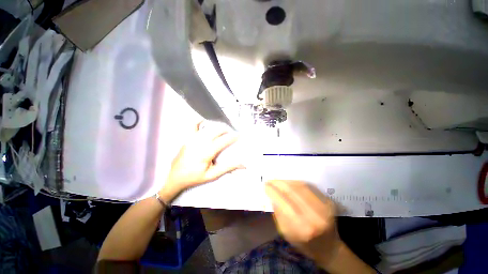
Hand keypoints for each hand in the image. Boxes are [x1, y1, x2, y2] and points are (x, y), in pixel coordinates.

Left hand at [160, 121, 243, 201]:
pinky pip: (193, 126)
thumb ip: (227, 168)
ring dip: (218, 126)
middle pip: (216, 131)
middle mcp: (199, 142)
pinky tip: (205, 120)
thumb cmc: (195, 177)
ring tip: (225, 127)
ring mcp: (192, 139)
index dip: (233, 137)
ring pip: (208, 128)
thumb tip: (242, 164)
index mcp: (206, 152)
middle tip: (233, 131)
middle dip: (226, 129)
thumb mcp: (212, 175)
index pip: (223, 141)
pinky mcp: (187, 138)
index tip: (240, 135)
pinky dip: (199, 121)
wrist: (175, 177)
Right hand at [265, 180, 341, 267]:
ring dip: (287, 181)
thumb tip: (272, 195)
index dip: (272, 191)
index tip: (265, 185)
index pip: (283, 203)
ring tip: (279, 180)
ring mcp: (324, 207)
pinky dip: (296, 183)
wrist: (329, 248)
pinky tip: (290, 183)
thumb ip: (278, 213)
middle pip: (292, 191)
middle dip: (278, 183)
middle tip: (271, 180)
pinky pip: (309, 186)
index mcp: (302, 228)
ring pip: (300, 186)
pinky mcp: (328, 201)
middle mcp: (315, 216)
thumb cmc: (304, 243)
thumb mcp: (285, 233)